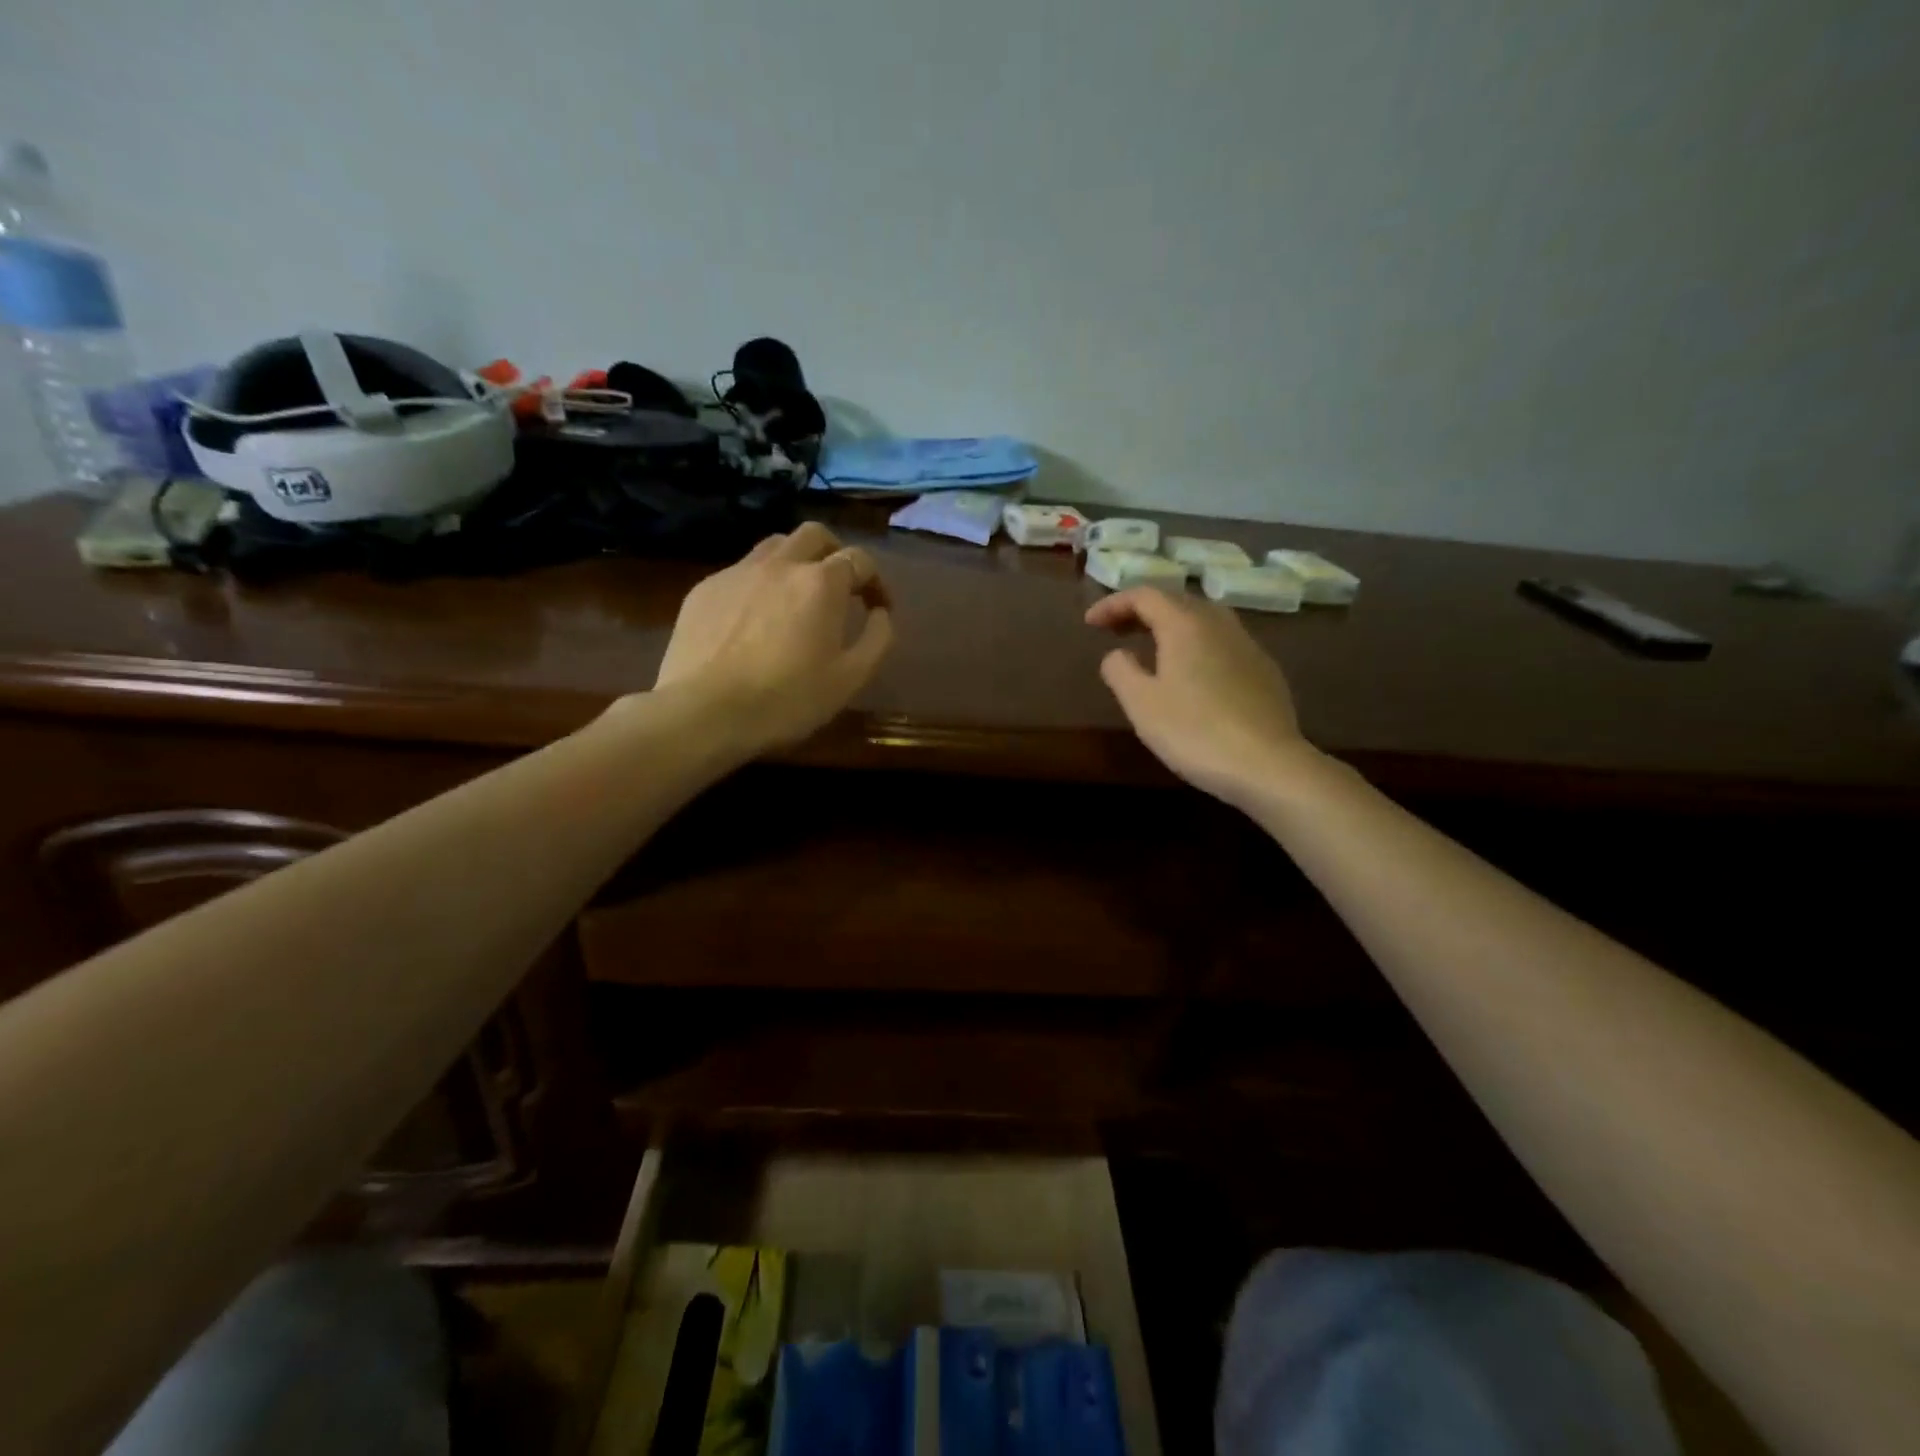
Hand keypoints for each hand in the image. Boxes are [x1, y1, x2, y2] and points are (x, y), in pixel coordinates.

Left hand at [653, 521, 894, 750]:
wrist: (704, 712)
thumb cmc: (787, 700)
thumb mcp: (850, 679)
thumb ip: (877, 639)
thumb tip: (881, 614)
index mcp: (821, 583)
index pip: (859, 559)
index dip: (876, 581)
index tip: (878, 607)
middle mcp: (780, 564)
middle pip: (815, 535)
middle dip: (835, 553)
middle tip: (840, 585)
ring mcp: (737, 572)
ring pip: (774, 545)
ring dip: (795, 560)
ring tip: (797, 594)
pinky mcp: (704, 589)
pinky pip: (740, 571)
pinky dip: (759, 584)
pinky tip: (755, 619)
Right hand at [1086, 587, 1317, 805]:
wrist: (1267, 764)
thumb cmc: (1194, 731)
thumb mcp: (1141, 703)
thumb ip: (1120, 671)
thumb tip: (1117, 654)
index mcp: (1185, 625)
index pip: (1144, 596)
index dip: (1113, 604)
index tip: (1090, 623)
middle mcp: (1219, 624)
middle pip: (1176, 602)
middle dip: (1142, 611)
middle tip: (1116, 631)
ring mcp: (1248, 646)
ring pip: (1204, 620)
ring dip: (1172, 626)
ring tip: (1152, 647)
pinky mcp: (1265, 671)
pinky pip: (1223, 643)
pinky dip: (1197, 645)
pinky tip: (1192, 673)